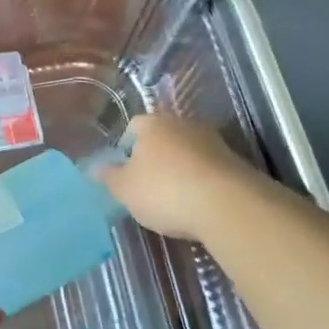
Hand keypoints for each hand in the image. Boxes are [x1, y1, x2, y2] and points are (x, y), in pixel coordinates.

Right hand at [94, 115, 272, 239]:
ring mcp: (211, 141)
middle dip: (155, 158)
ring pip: (187, 152)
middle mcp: (181, 124)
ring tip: (176, 199)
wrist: (229, 205)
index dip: (125, 149)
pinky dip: (202, 182)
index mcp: (151, 124)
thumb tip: (93, 166)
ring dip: (181, 170)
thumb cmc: (166, 191)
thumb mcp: (125, 190)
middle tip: (148, 186)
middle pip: (162, 137)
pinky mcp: (235, 161)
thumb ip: (108, 177)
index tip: (124, 173)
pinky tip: (199, 205)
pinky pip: (209, 169)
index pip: (132, 127)